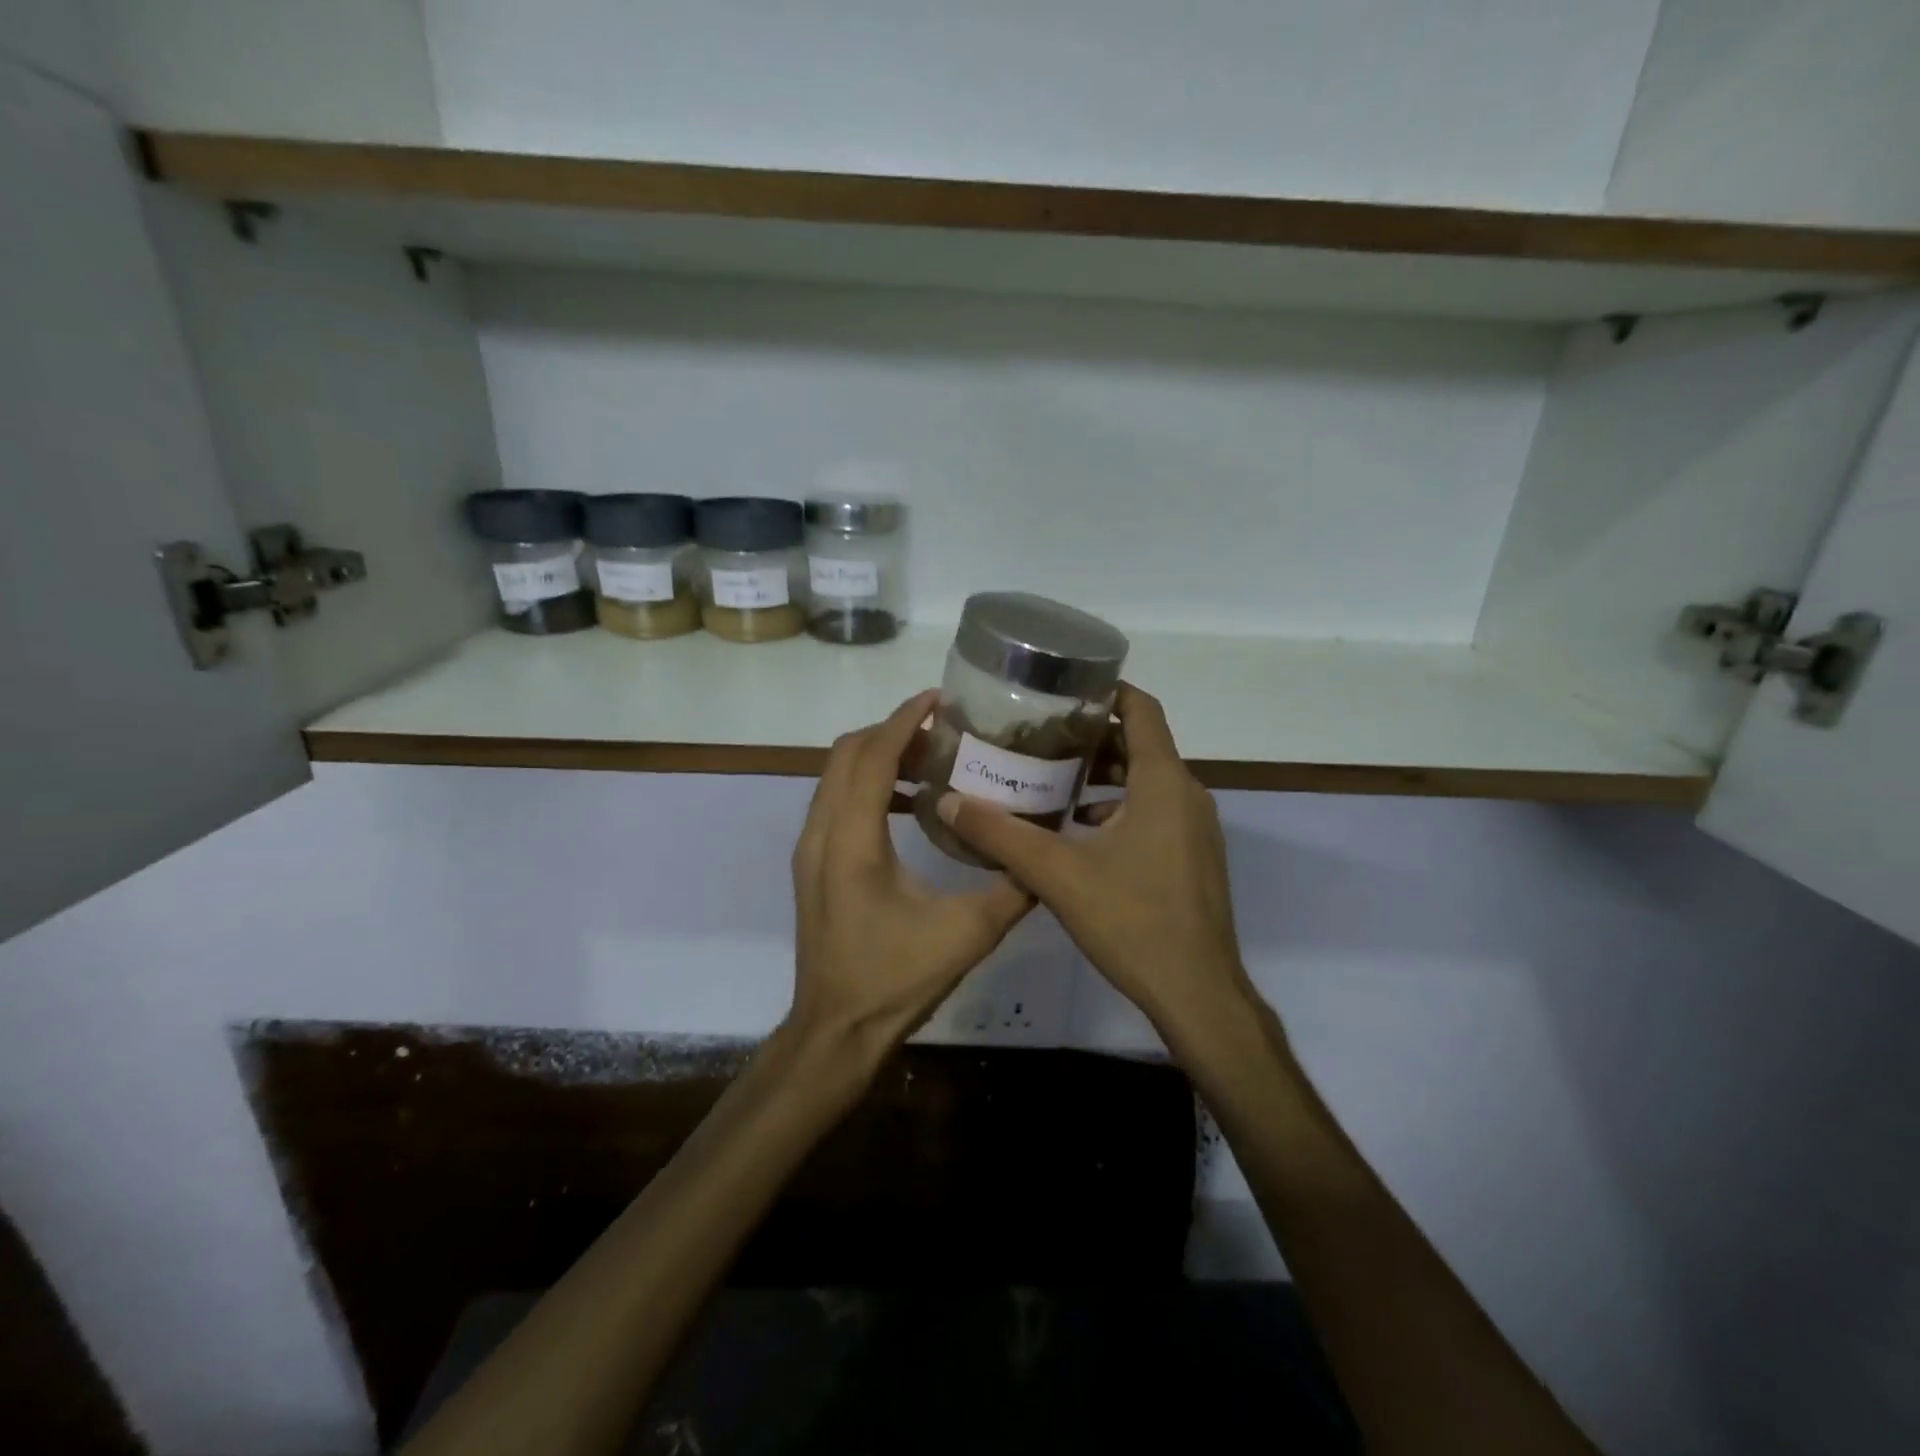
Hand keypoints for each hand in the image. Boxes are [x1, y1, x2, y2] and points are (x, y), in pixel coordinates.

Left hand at [788, 690, 1033, 1053]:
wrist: (835, 1032)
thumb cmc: (895, 981)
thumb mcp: (967, 935)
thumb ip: (1013, 888)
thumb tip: (1047, 850)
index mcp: (853, 841)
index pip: (874, 756)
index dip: (904, 720)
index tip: (940, 698)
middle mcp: (821, 833)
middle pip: (847, 753)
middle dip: (892, 732)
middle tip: (943, 732)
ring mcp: (810, 849)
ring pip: (835, 776)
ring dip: (878, 757)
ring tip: (932, 761)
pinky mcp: (812, 864)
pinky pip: (834, 801)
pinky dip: (867, 785)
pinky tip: (910, 805)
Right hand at [935, 684, 1253, 1038]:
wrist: (1197, 994)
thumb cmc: (1133, 922)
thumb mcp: (1058, 874)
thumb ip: (1001, 835)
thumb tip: (950, 802)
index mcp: (1163, 782)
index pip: (1141, 709)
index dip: (1105, 691)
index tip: (1061, 690)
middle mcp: (1187, 794)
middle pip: (1140, 744)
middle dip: (1091, 736)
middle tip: (1038, 737)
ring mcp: (1195, 828)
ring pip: (1147, 780)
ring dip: (1102, 775)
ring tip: (1049, 779)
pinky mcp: (1193, 856)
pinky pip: (1154, 811)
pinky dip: (1118, 808)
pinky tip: (1078, 831)